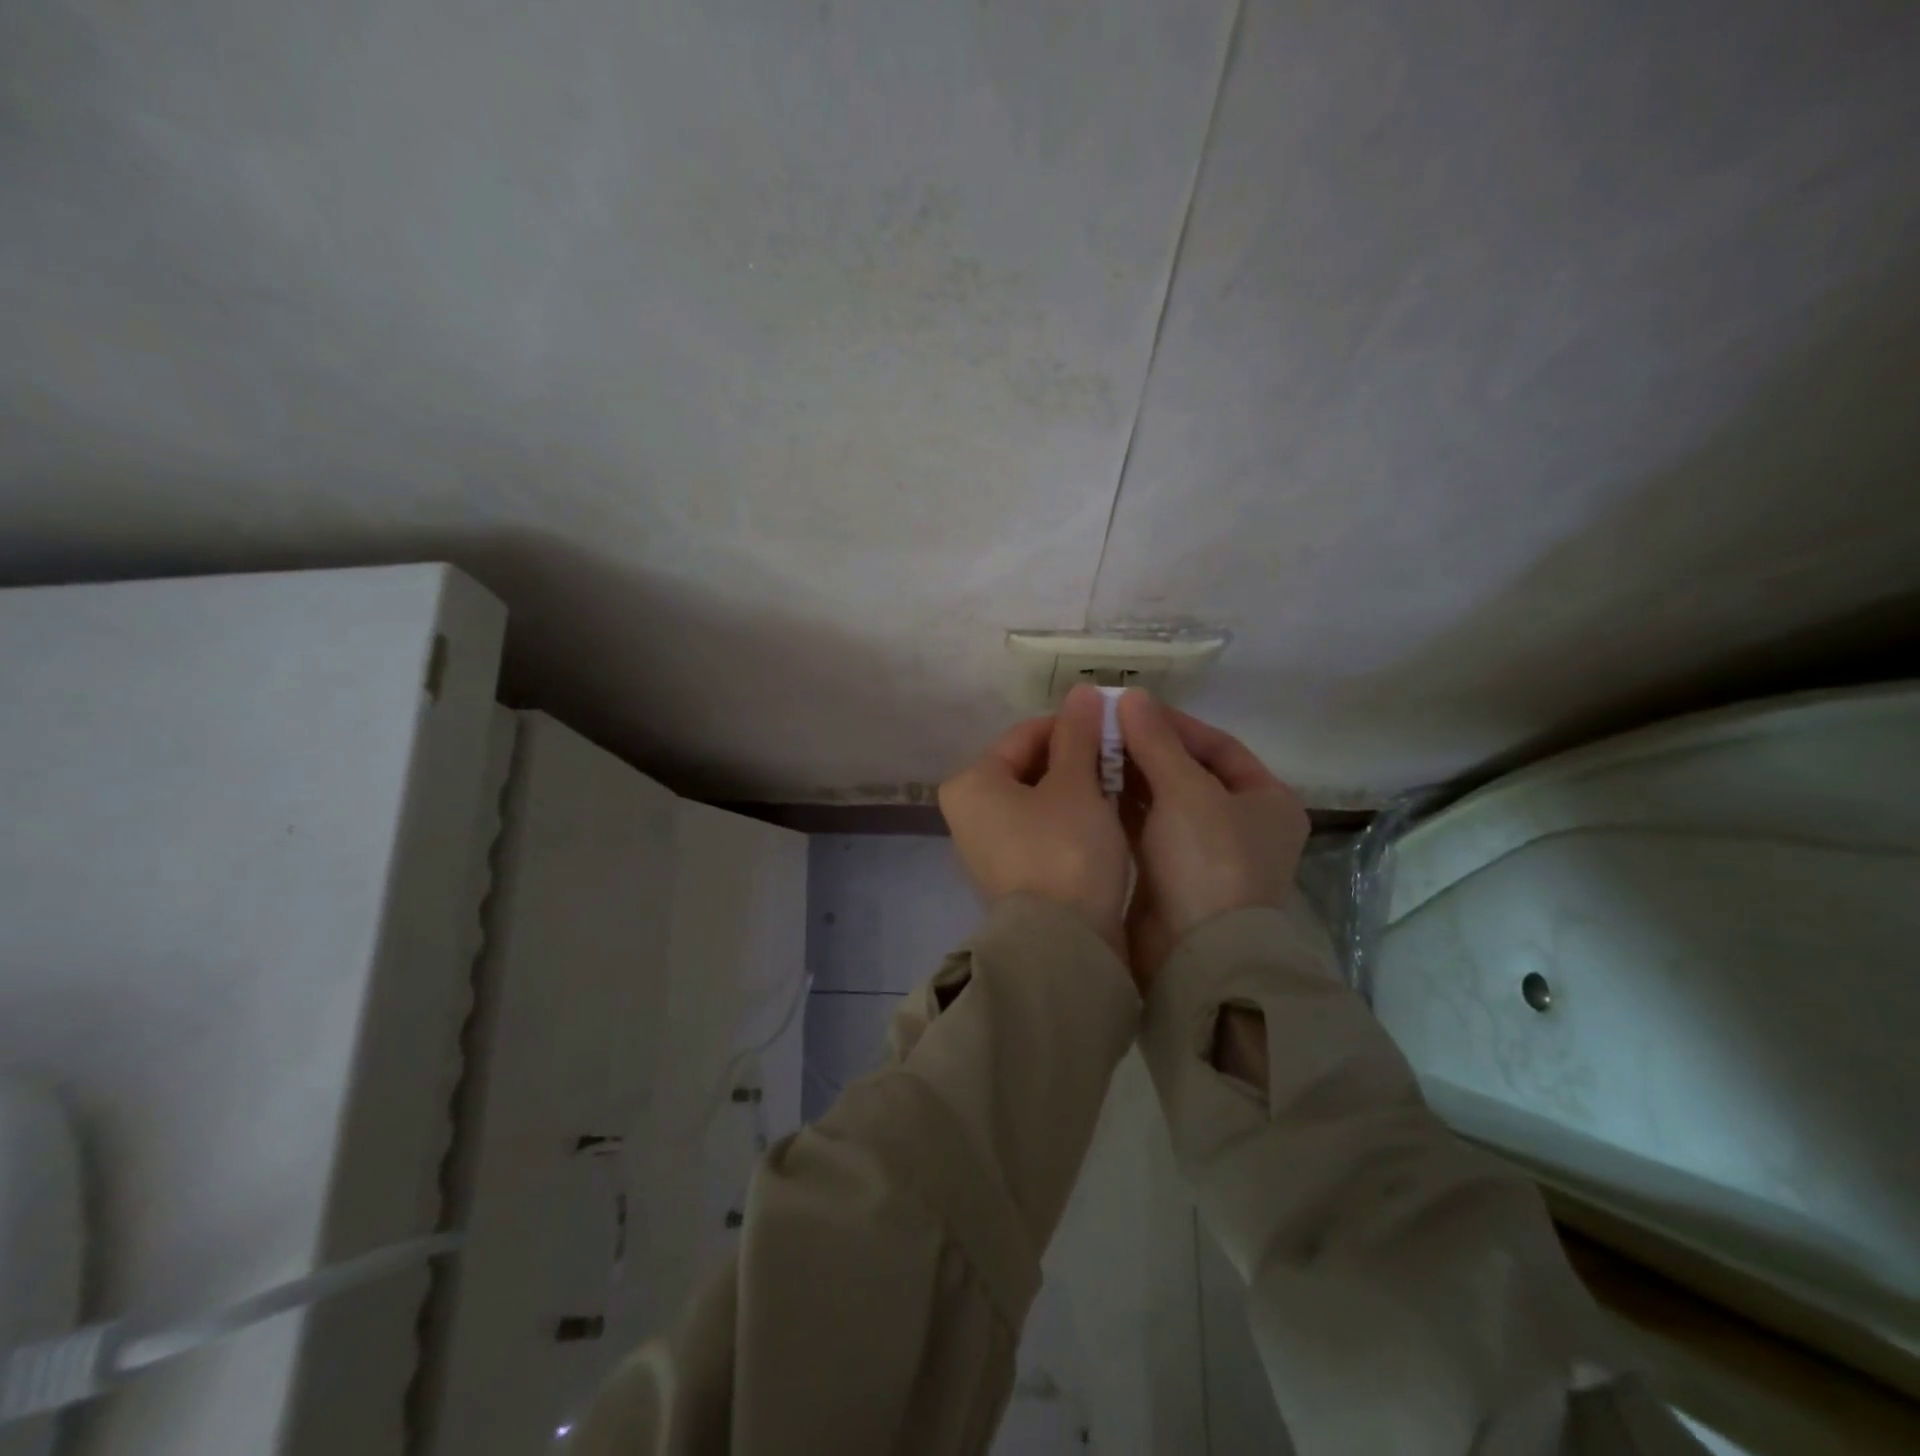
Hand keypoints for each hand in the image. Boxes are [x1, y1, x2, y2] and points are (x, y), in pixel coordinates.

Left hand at [939, 685, 1131, 954]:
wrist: (1062, 946)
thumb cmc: (1065, 852)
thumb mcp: (1077, 785)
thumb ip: (1078, 735)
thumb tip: (1081, 691)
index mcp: (972, 783)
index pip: (1026, 735)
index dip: (1073, 726)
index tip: (1114, 728)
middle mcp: (968, 812)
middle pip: (1030, 767)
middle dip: (1077, 759)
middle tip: (1121, 759)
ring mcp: (987, 847)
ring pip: (1039, 799)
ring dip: (1078, 789)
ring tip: (1119, 787)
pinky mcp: (1011, 874)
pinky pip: (1041, 830)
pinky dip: (1070, 820)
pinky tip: (1104, 821)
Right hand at [1116, 692, 1308, 986]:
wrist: (1196, 953)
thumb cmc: (1208, 861)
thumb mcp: (1187, 791)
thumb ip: (1157, 741)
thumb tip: (1131, 695)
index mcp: (1266, 800)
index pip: (1218, 746)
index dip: (1174, 724)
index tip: (1129, 708)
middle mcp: (1240, 824)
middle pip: (1187, 772)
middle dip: (1146, 749)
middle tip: (1101, 728)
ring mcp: (1203, 852)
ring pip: (1163, 800)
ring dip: (1130, 776)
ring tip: (1090, 752)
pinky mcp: (1170, 873)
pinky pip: (1145, 827)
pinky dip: (1122, 807)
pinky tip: (1091, 787)